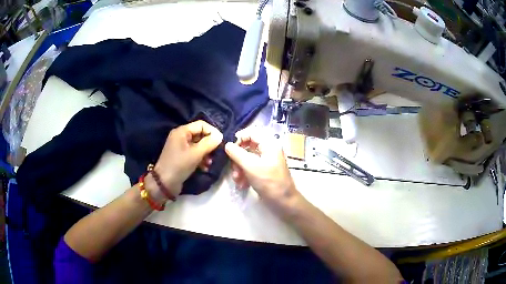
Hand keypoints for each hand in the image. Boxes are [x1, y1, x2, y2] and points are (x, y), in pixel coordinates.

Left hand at [149, 121, 222, 198]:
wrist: (164, 183)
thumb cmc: (179, 165)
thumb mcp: (196, 153)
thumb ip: (209, 143)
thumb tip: (220, 136)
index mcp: (182, 131)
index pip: (201, 124)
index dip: (212, 131)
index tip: (221, 142)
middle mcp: (181, 136)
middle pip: (200, 135)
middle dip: (209, 144)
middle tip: (216, 154)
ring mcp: (180, 147)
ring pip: (198, 145)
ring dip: (206, 153)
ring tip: (210, 163)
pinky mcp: (181, 157)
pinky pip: (194, 153)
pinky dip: (200, 159)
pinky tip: (205, 168)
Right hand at [224, 130, 300, 212]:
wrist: (283, 202)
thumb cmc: (269, 181)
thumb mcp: (250, 166)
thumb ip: (237, 154)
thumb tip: (227, 144)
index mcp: (269, 144)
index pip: (251, 132)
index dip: (239, 138)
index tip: (229, 149)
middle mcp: (268, 149)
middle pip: (247, 146)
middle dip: (237, 158)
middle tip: (233, 169)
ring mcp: (266, 161)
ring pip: (247, 158)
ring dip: (239, 168)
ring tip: (237, 179)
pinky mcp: (264, 171)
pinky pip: (251, 167)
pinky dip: (244, 174)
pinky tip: (242, 185)